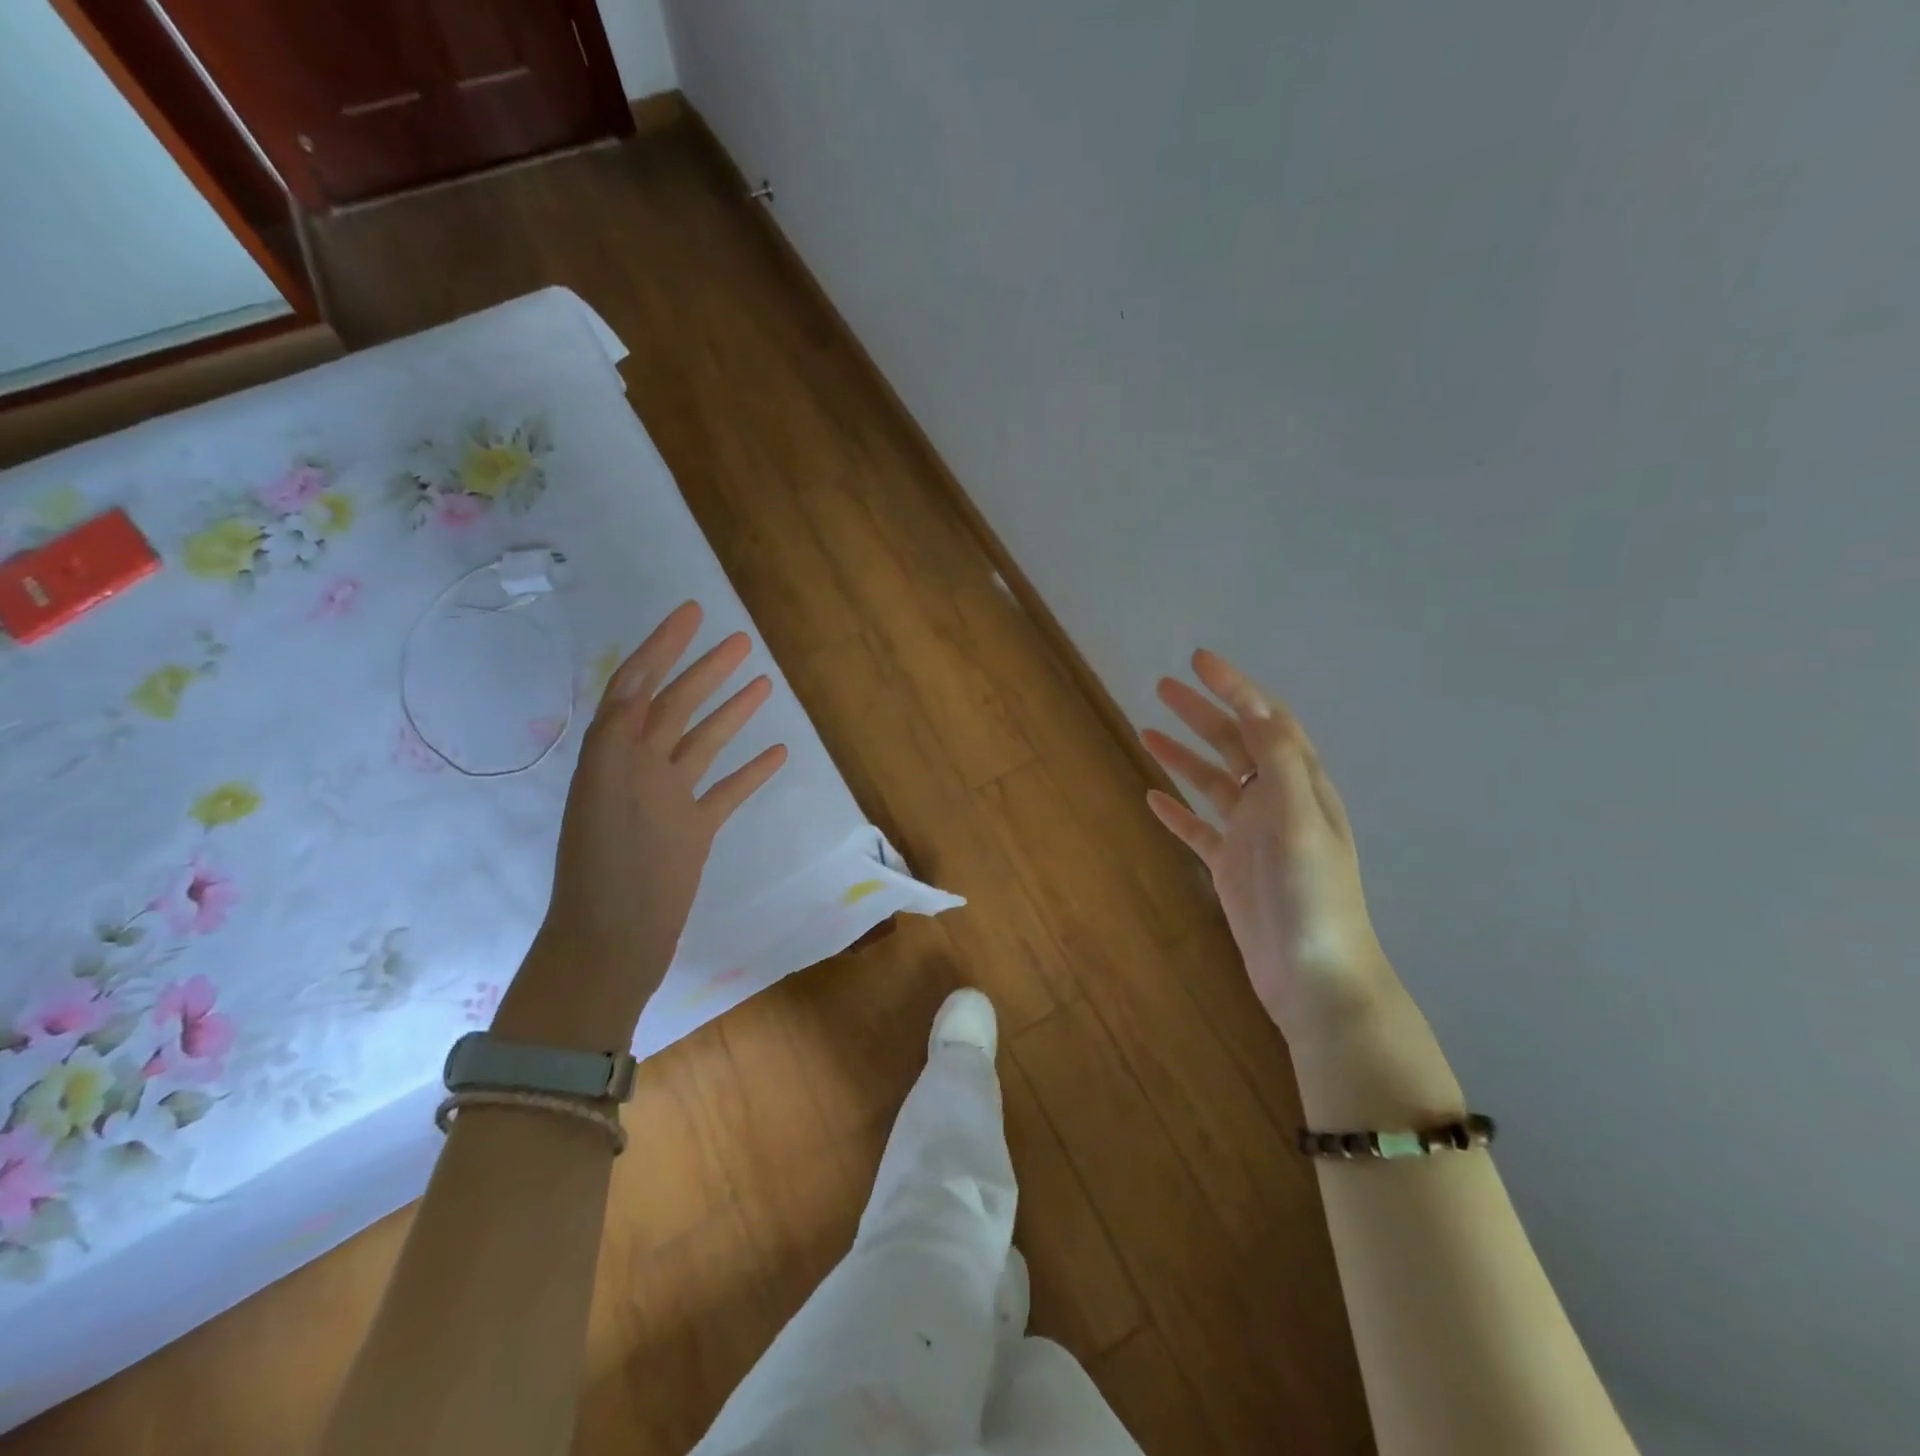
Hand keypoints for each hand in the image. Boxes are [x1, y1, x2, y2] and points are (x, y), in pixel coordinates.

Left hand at [497, 601, 786, 1050]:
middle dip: (705, 670)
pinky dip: (749, 771)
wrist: (614, 941)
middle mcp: (640, 768)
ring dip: (731, 712)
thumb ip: (620, 732)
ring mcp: (669, 799)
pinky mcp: (693, 830)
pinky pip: (725, 791)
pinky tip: (777, 753)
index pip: (638, 684)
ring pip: (704, 743)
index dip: (663, 646)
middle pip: (677, 706)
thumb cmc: (608, 867)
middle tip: (741, 640)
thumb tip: (638, 677)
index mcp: (614, 754)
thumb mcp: (606, 790)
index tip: (693, 613)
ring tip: (763, 683)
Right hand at [1142, 650, 1393, 1046]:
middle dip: (1201, 712)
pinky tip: (1152, 797)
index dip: (1235, 688)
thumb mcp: (1301, 822)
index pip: (1265, 721)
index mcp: (1299, 785)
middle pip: (1234, 744)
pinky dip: (1176, 809)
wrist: (1314, 977)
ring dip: (1182, 754)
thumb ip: (1280, 763)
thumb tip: (1256, 706)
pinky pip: (1198, 828)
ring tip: (1145, 729)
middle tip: (1162, 686)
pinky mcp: (1230, 867)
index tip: (1199, 660)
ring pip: (1211, 782)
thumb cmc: (1312, 897)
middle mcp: (1276, 802)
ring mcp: (1251, 835)